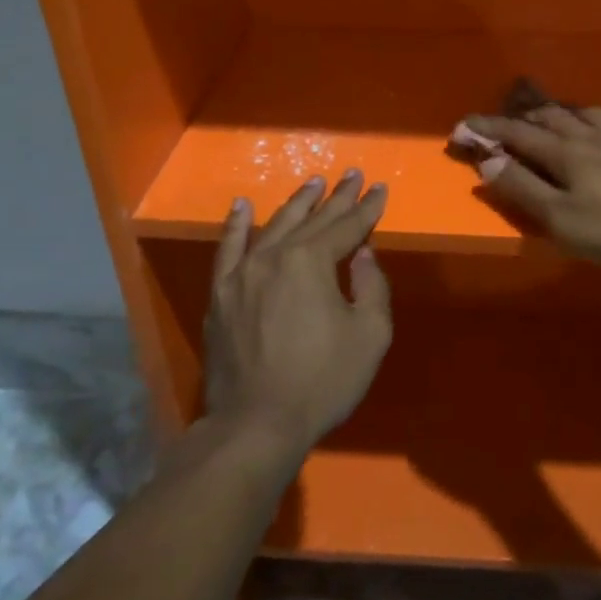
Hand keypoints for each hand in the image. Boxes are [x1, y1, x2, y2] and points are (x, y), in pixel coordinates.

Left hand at [203, 171, 391, 461]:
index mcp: (311, 262)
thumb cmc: (322, 380)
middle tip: (353, 175)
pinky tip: (243, 205)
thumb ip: (371, 286)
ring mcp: (242, 273)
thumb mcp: (369, 335)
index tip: (380, 188)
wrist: (256, 424)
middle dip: (337, 198)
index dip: (367, 208)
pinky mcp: (220, 294)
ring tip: (314, 183)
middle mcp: (274, 256)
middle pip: (312, 220)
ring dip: (297, 204)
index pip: (346, 227)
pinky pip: (228, 249)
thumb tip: (362, 255)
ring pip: (274, 227)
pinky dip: (237, 225)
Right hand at [462, 107, 600, 268]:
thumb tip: (489, 162)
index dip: (487, 129)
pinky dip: (595, 121)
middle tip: (502, 124)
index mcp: (564, 152)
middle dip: (519, 117)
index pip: (516, 134)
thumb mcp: (561, 218)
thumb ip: (523, 189)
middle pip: (548, 116)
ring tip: (547, 117)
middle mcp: (588, 135)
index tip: (462, 127)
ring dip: (556, 112)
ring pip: (581, 113)